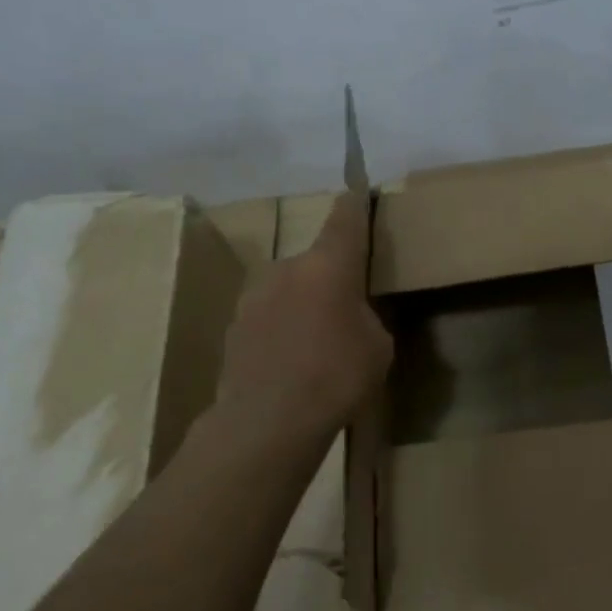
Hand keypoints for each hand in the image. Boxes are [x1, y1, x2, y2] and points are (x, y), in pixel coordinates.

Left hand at [213, 193, 392, 442]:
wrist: (267, 421)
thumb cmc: (337, 376)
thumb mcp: (378, 345)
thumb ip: (366, 316)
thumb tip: (350, 315)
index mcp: (328, 265)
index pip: (344, 220)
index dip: (354, 205)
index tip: (357, 189)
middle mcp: (286, 268)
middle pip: (315, 262)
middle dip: (331, 278)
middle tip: (347, 310)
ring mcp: (253, 296)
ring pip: (289, 289)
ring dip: (304, 304)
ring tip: (317, 344)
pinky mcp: (233, 326)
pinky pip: (269, 317)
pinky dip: (282, 329)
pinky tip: (291, 363)